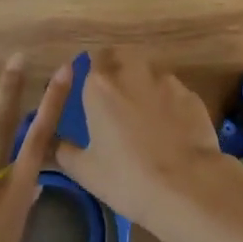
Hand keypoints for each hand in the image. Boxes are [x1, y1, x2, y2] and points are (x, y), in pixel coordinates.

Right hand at [55, 48, 242, 241]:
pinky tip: (170, 128)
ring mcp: (166, 80)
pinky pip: (173, 91)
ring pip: (150, 72)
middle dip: (117, 68)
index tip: (92, 90)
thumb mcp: (85, 170)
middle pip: (122, 56)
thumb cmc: (127, 178)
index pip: (92, 59)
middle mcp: (132, 72)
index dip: (93, 72)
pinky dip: (168, 102)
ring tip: (145, 115)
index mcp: (100, 85)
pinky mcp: (190, 94)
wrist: (186, 185)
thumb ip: (63, 150)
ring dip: (144, 84)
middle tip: (116, 97)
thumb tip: (52, 143)